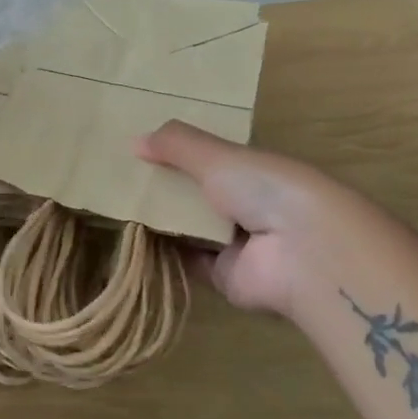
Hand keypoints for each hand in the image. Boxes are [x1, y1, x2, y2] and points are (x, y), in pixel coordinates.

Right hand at [135, 122, 330, 317]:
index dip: (181, 153)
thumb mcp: (216, 155)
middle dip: (166, 188)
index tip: (143, 149)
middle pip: (199, 195)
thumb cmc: (265, 189)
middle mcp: (249, 206)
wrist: (301, 254)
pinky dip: (164, 254)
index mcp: (255, 171)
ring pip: (191, 229)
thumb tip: (134, 140)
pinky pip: (188, 262)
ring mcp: (238, 245)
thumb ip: (177, 144)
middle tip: (122, 180)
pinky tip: (131, 240)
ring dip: (162, 221)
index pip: (214, 159)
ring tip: (117, 206)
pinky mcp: (226, 277)